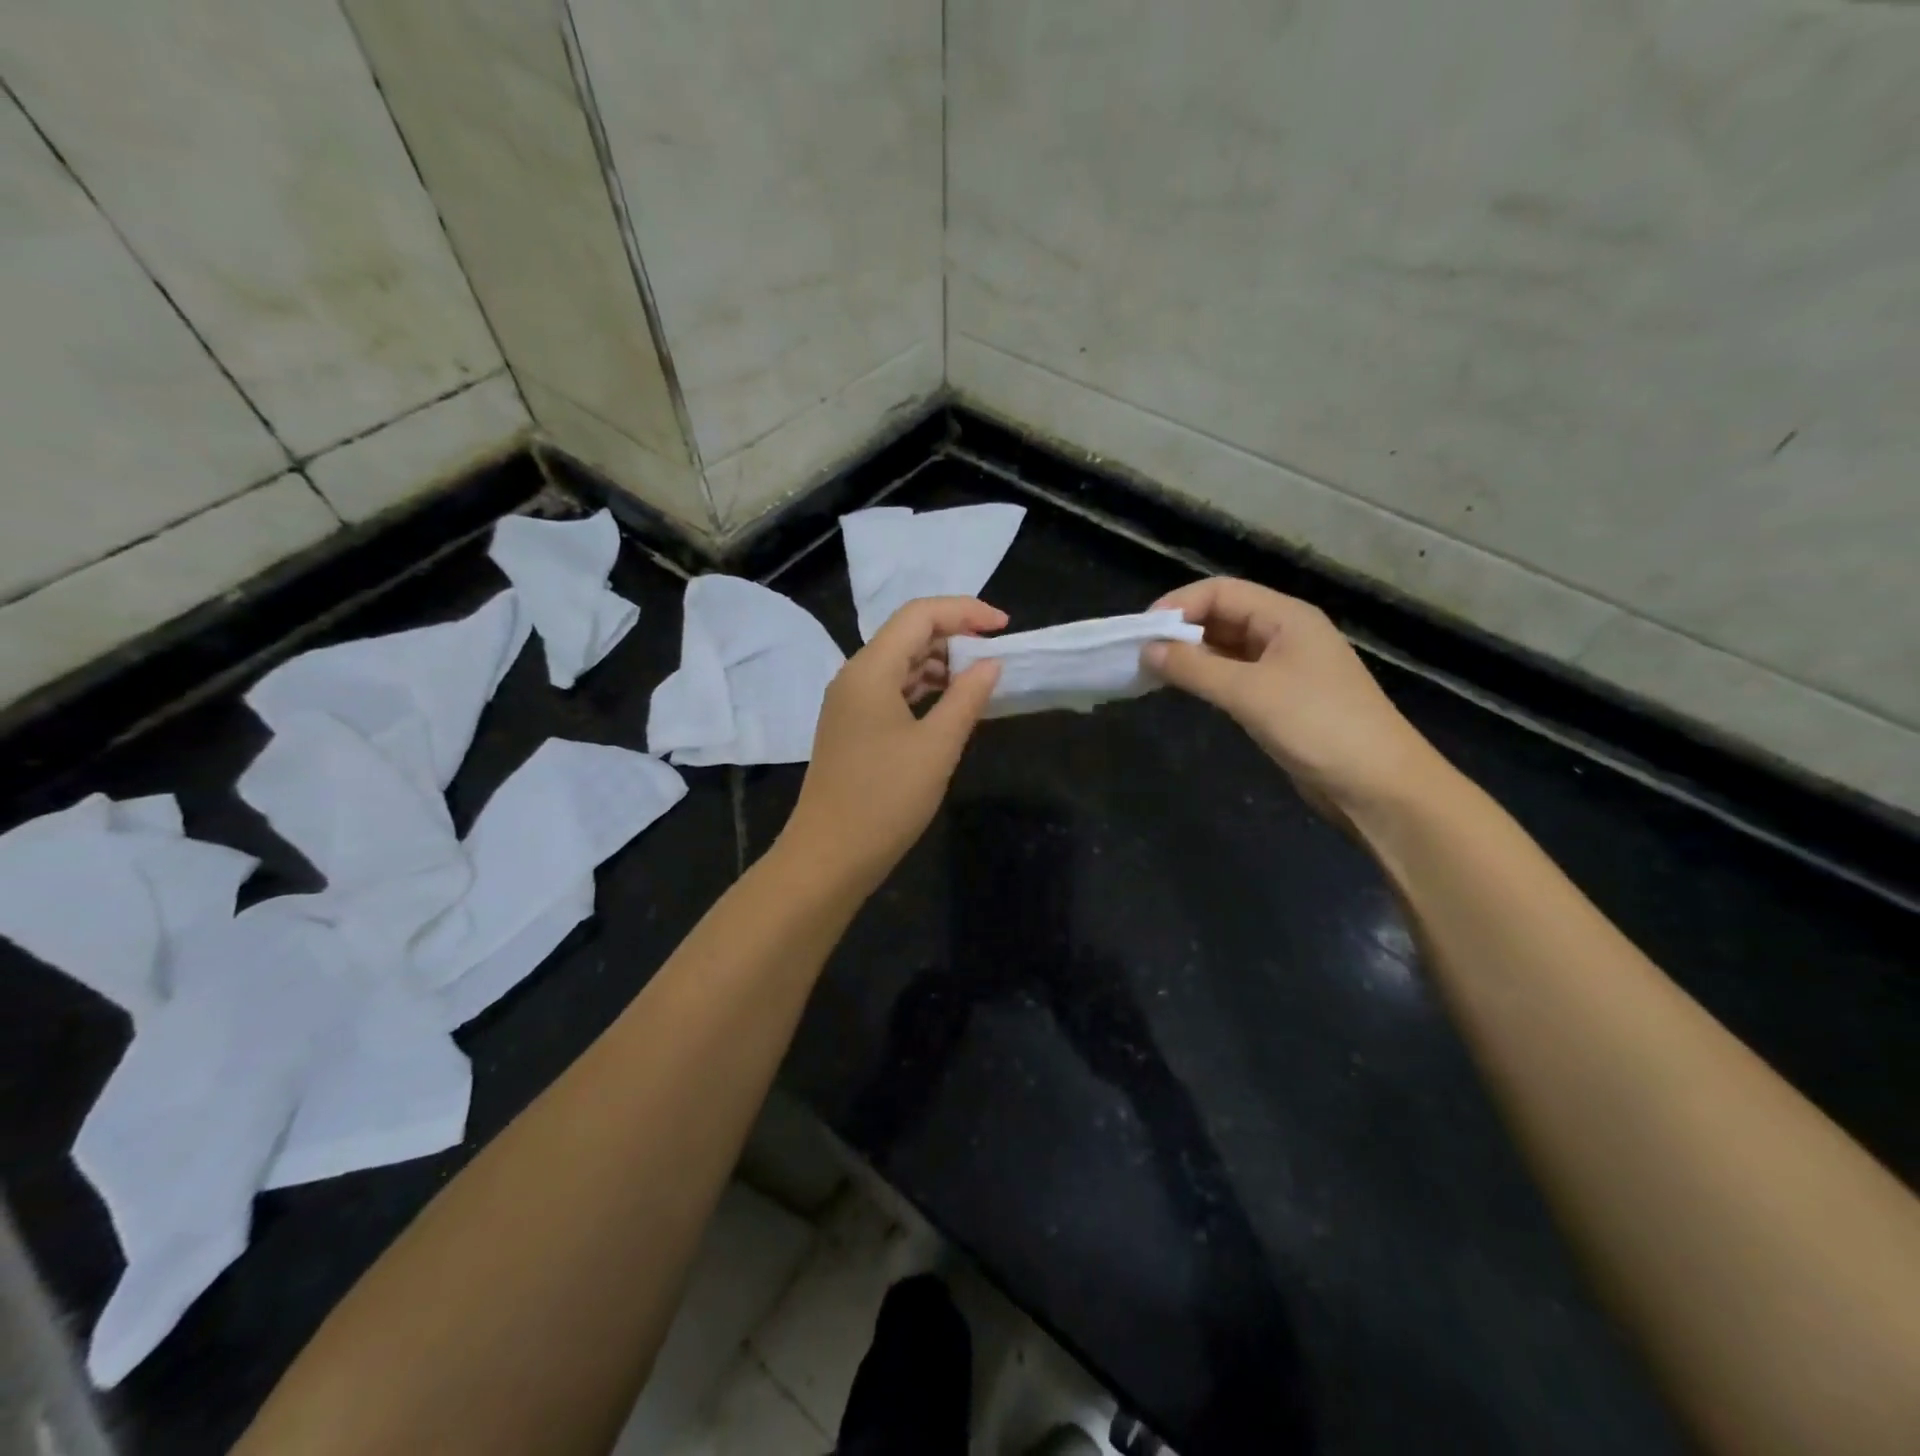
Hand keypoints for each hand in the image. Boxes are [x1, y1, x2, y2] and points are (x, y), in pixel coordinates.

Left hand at [779, 596, 1005, 892]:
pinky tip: (951, 706)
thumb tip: (990, 664)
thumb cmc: (885, 799)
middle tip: (996, 656)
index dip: (965, 611)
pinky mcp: (852, 728)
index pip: (919, 615)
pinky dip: (924, 690)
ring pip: (900, 664)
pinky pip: (892, 692)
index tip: (1004, 627)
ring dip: (941, 665)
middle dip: (954, 636)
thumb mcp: (937, 746)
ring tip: (980, 680)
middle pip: (907, 635)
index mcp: (870, 670)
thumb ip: (967, 697)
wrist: (829, 856)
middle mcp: (855, 677)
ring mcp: (850, 704)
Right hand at [1145, 578, 1443, 818]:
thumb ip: (1194, 669)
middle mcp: (1285, 634)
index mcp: (1286, 617)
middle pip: (1223, 616)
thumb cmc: (1318, 726)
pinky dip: (1208, 679)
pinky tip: (1185, 691)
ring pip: (1227, 649)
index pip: (1221, 591)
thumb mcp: (1250, 692)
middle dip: (1182, 630)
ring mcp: (1285, 668)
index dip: (1179, 605)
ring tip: (1153, 673)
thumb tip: (1147, 650)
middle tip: (1140, 654)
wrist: (1378, 786)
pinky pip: (1235, 677)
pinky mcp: (1281, 700)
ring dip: (1192, 656)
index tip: (1142, 632)